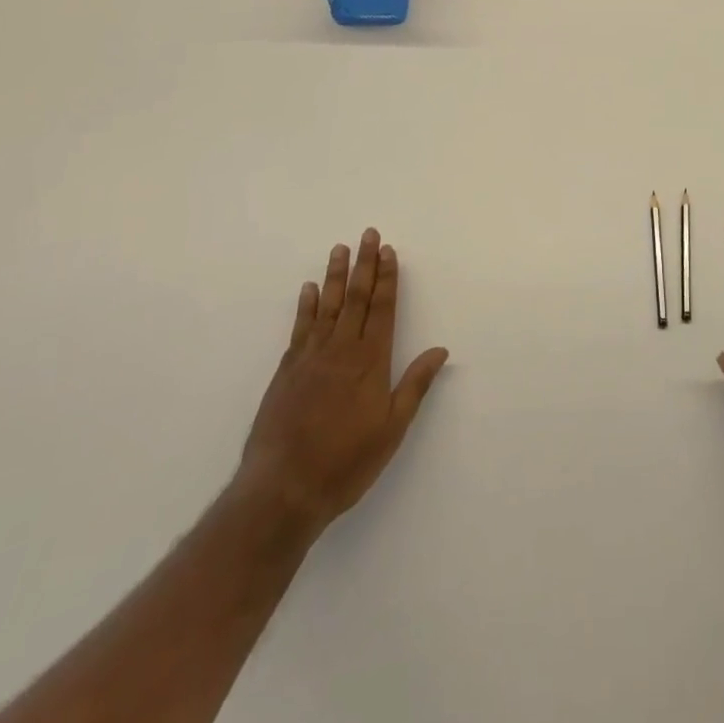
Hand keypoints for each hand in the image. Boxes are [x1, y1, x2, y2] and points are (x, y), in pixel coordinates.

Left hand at [235, 229, 448, 541]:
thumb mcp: (392, 429)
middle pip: (356, 297)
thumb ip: (415, 386)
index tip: (388, 250)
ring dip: (335, 275)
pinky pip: (300, 327)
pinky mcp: (287, 370)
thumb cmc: (346, 462)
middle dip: (364, 264)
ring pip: (327, 306)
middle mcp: (341, 349)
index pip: (383, 308)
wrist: (283, 488)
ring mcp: (311, 357)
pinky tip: (308, 289)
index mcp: (370, 361)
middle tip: (368, 234)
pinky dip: (306, 305)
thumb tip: (440, 350)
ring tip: (340, 248)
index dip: (387, 278)